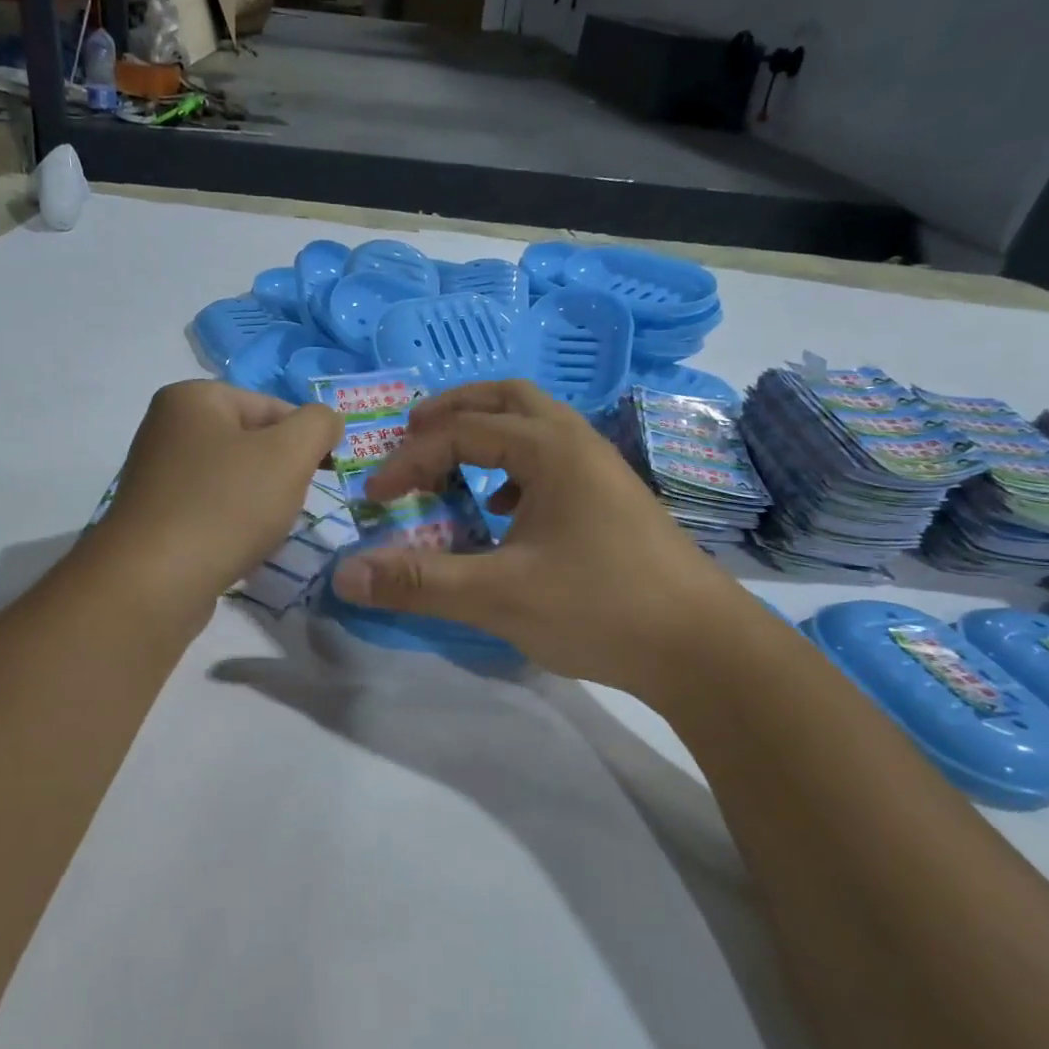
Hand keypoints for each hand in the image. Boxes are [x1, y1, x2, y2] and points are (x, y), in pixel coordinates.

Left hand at [95, 380, 342, 610]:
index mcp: (193, 398)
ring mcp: (158, 474)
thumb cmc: (226, 506)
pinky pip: (212, 509)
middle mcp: (168, 427)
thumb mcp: (289, 454)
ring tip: (264, 531)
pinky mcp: (156, 516)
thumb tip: (327, 420)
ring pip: (235, 479)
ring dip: (260, 503)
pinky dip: (233, 525)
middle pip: (253, 442)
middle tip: (290, 505)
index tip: (323, 475)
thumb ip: (318, 425)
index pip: (273, 406)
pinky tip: (239, 548)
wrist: (155, 583)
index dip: (306, 439)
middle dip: (281, 474)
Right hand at [330, 380, 741, 690]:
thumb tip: (346, 574)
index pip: (460, 433)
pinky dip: (515, 469)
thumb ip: (419, 582)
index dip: (408, 461)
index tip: (376, 500)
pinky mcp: (612, 501)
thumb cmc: (600, 608)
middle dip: (452, 411)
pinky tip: (504, 512)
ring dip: (487, 435)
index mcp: (550, 449)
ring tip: (452, 468)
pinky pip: (553, 462)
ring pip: (535, 427)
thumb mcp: (498, 596)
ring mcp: (601, 471)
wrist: (703, 649)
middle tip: (411, 433)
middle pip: (506, 399)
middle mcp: (577, 444)